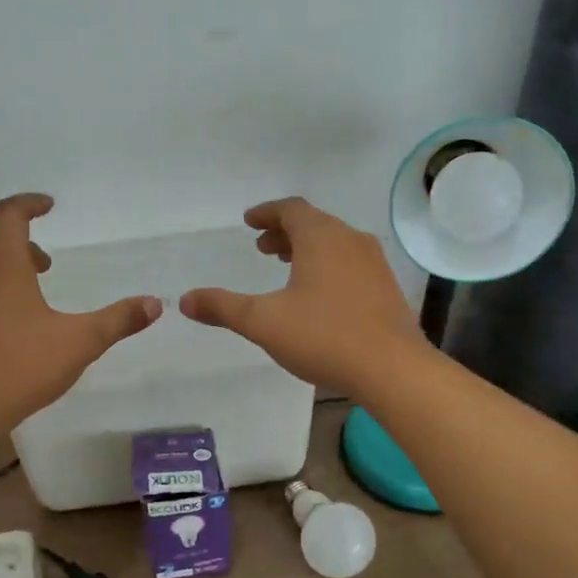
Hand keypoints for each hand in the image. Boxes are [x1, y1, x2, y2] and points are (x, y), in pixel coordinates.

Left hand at [0, 194, 161, 429]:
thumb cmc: (20, 365)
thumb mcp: (80, 342)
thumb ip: (118, 320)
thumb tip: (155, 304)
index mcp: (1, 263)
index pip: (10, 214)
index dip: (30, 204)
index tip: (50, 206)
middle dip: (22, 242)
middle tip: (47, 263)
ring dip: (4, 269)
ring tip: (31, 295)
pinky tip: (8, 327)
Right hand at [179, 197, 422, 396]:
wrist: (392, 369)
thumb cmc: (323, 336)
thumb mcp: (263, 322)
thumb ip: (223, 307)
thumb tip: (185, 300)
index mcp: (321, 237)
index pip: (291, 209)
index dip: (266, 213)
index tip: (249, 222)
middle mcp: (350, 240)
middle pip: (314, 224)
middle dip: (284, 233)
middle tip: (262, 248)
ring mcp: (373, 264)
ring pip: (334, 244)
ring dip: (307, 249)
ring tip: (286, 268)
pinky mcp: (386, 288)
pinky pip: (350, 263)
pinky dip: (327, 266)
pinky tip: (318, 296)